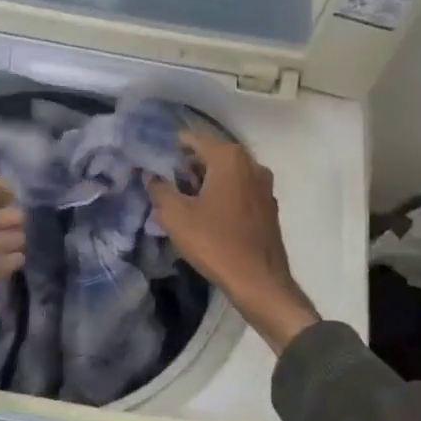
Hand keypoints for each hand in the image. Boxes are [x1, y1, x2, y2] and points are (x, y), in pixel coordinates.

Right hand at [148, 134, 319, 353]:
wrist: (260, 282)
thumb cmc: (215, 242)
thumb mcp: (176, 216)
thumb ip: (159, 189)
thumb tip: (151, 176)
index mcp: (229, 157)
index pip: (193, 139)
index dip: (171, 147)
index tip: (153, 159)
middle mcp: (251, 163)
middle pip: (212, 154)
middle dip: (188, 166)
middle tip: (166, 183)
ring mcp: (264, 185)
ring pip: (227, 173)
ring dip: (206, 181)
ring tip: (183, 200)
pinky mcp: (268, 206)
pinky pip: (239, 190)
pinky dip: (223, 195)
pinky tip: (208, 215)